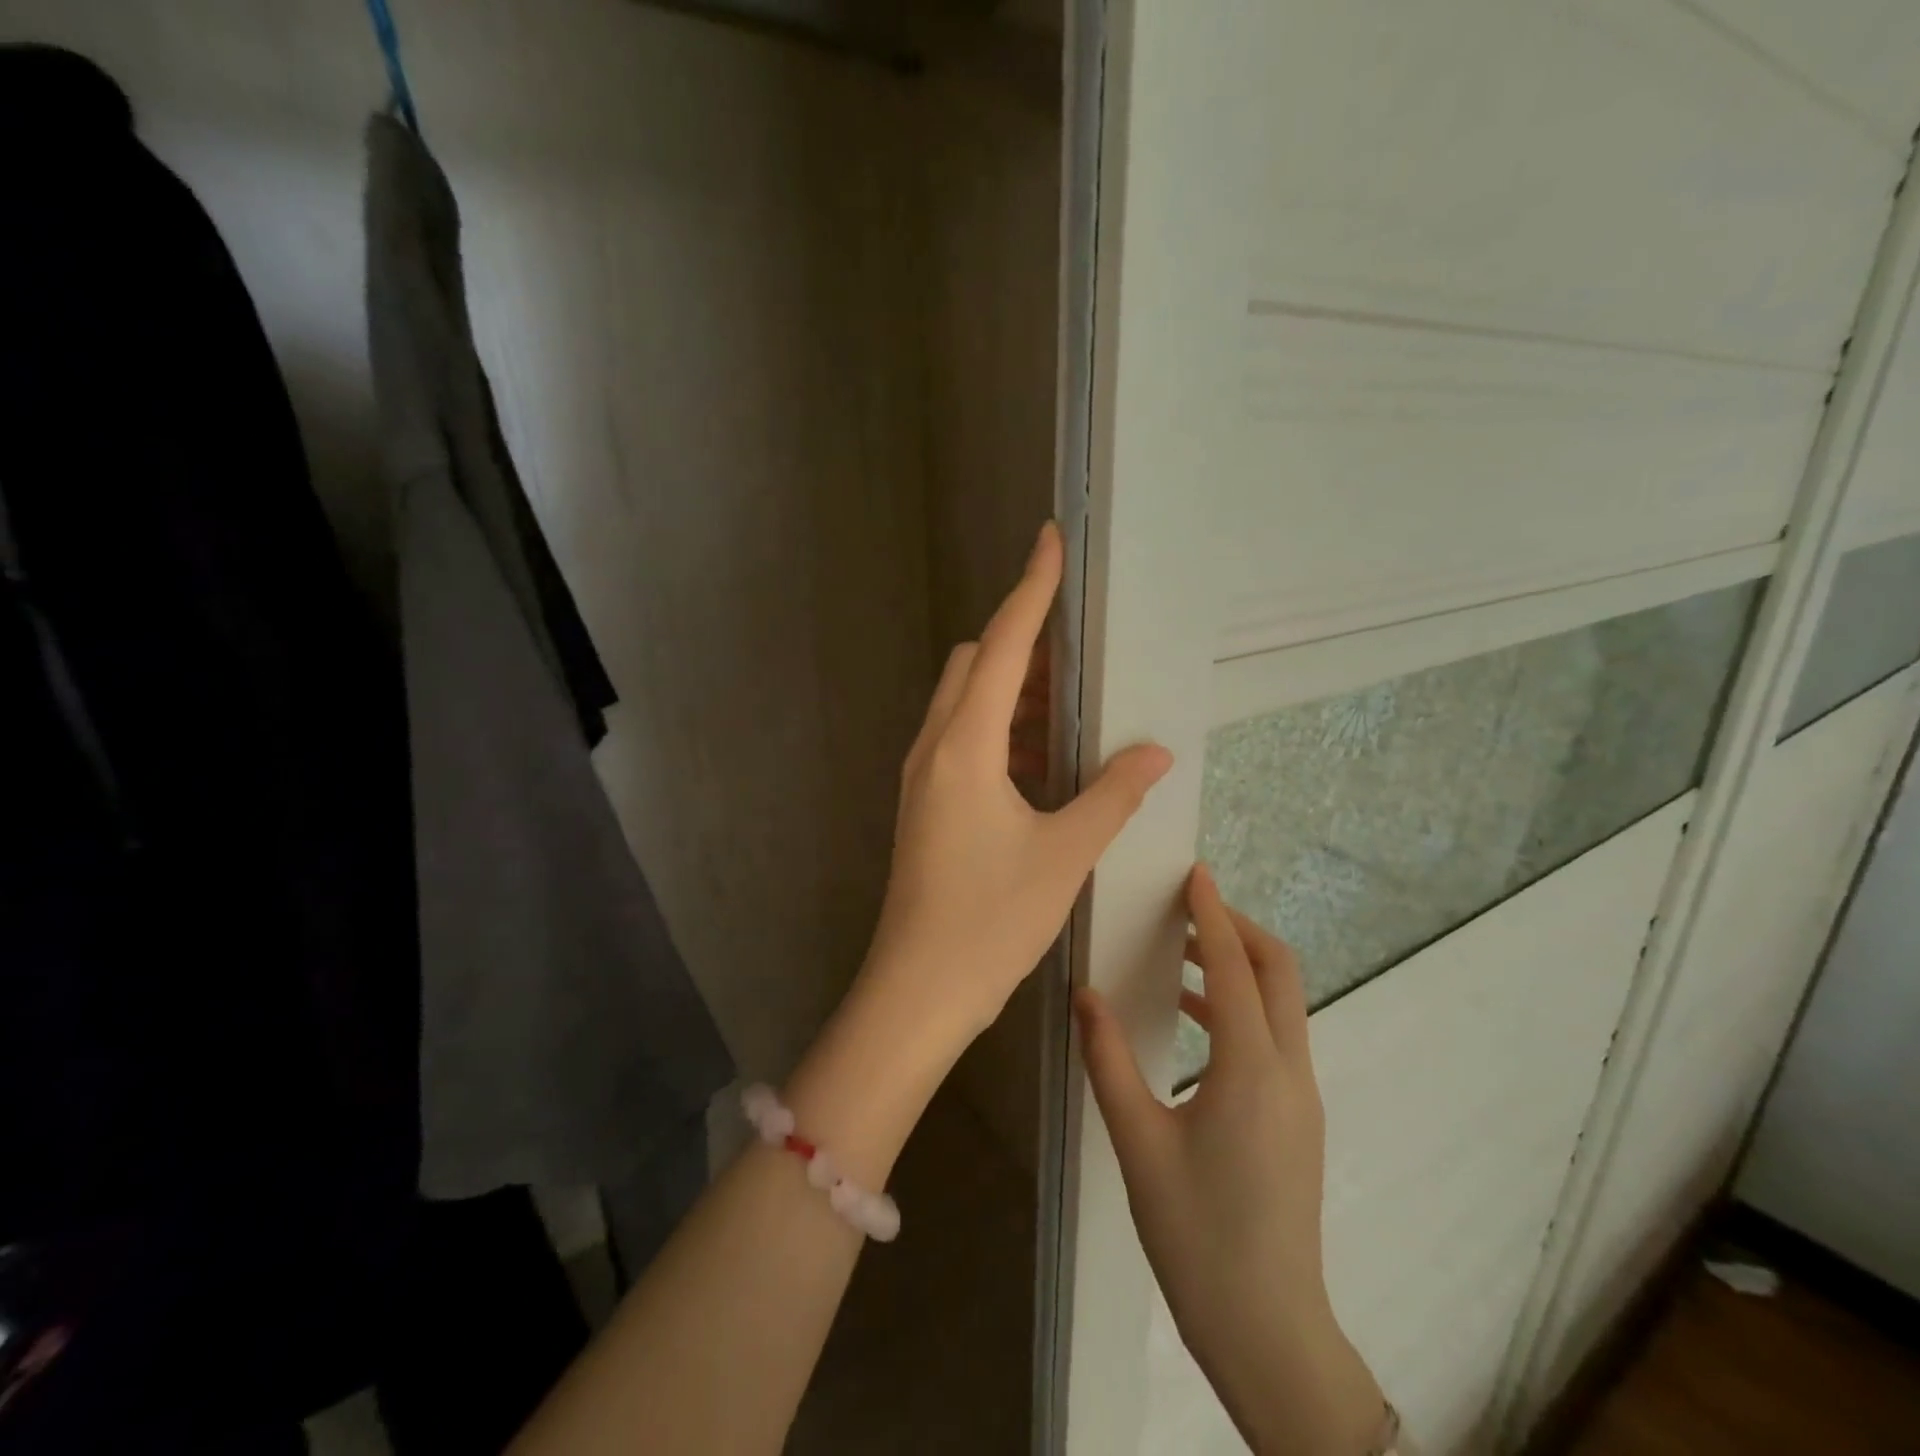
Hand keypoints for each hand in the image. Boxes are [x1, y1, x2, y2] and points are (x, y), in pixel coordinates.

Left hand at [860, 521, 1171, 1049]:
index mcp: (966, 744)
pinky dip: (1001, 731)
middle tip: (1080, 656)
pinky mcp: (924, 802)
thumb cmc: (991, 920)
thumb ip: (1112, 793)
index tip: (1049, 541)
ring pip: (966, 702)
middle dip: (1024, 644)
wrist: (919, 989)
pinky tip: (1042, 764)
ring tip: (1071, 710)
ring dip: (1014, 692)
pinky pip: (962, 740)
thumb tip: (1154, 751)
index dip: (1030, 589)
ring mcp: (923, 775)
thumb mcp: (1065, 854)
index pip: (1003, 644)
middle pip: (976, 663)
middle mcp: (935, 746)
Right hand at [1076, 866, 1386, 1455]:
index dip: (1214, 914)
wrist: (1268, 1331)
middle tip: (1187, 910)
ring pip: (1282, 1003)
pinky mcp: (1296, 1116)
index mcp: (1252, 1070)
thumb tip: (1084, 993)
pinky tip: (1194, 1018)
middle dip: (1239, 929)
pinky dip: (1241, 1005)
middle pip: (1280, 972)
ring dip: (1240, 966)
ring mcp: (1301, 1096)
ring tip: (1183, 954)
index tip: (1195, 874)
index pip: (1237, 967)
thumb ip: (1108, 1059)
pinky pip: (1275, 1035)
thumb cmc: (1196, 1235)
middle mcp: (1289, 1071)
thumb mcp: (1138, 1142)